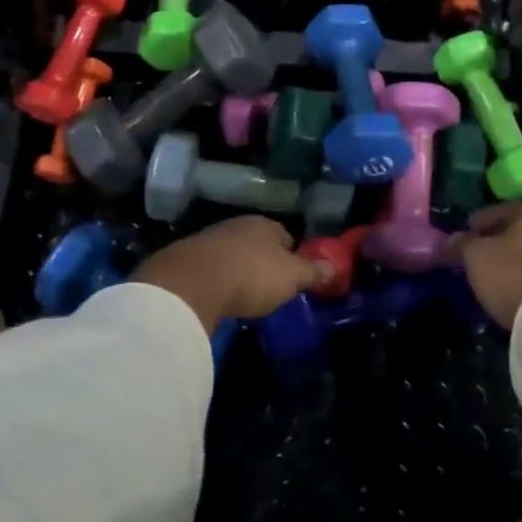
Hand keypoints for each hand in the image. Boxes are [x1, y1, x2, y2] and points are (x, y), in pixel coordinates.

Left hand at [133, 216, 332, 332]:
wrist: (192, 282)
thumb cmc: (252, 275)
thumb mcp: (291, 277)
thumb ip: (312, 272)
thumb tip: (334, 266)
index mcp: (265, 225)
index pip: (285, 236)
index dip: (291, 256)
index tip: (293, 276)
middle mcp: (238, 225)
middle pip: (257, 243)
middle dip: (263, 262)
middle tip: (269, 286)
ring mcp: (210, 239)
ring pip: (232, 254)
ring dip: (238, 270)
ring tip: (243, 294)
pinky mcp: (187, 258)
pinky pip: (211, 268)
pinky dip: (217, 279)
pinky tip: (218, 296)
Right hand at [451, 204, 521, 329]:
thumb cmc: (511, 275)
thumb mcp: (475, 256)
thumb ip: (461, 243)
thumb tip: (452, 240)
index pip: (502, 210)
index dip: (479, 222)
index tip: (465, 235)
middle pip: (521, 230)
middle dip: (500, 240)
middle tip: (480, 254)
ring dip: (517, 258)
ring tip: (497, 274)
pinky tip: (517, 286)